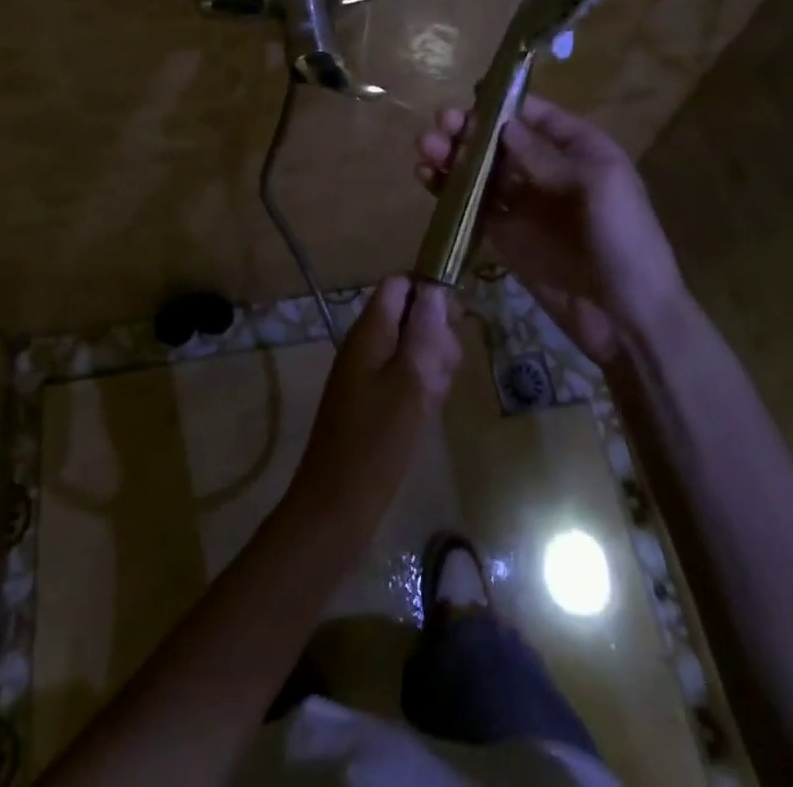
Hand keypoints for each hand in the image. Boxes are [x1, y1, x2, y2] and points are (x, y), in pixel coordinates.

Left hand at [287, 276, 462, 530]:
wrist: (336, 506)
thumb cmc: (376, 442)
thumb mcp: (410, 383)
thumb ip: (423, 334)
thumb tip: (434, 290)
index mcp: (369, 332)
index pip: (398, 285)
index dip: (429, 293)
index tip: (455, 322)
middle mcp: (365, 345)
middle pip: (407, 315)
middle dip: (435, 334)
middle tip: (446, 368)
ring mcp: (366, 373)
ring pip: (409, 348)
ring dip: (431, 363)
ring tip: (436, 394)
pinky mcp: (371, 401)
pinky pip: (402, 376)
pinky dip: (420, 386)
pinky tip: (428, 411)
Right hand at [414, 95, 688, 364]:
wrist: (627, 318)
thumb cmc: (623, 240)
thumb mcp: (596, 186)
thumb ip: (545, 156)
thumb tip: (502, 125)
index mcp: (579, 150)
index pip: (536, 116)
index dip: (502, 105)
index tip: (469, 100)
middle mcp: (548, 171)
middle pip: (500, 141)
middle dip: (469, 130)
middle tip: (440, 124)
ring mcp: (524, 204)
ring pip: (481, 170)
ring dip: (452, 156)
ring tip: (424, 148)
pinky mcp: (504, 234)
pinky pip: (472, 205)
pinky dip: (448, 191)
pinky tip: (426, 178)